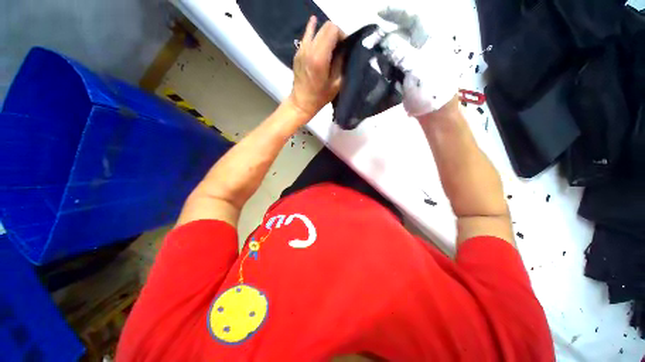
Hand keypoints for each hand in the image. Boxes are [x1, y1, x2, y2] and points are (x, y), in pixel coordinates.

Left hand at [288, 17, 343, 119]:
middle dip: (336, 34)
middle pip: (326, 27)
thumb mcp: (336, 83)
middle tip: (340, 48)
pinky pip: (307, 35)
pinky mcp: (298, 52)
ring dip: (326, 35)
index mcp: (319, 57)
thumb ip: (341, 62)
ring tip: (330, 46)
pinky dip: (314, 31)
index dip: (342, 35)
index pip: (333, 30)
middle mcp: (309, 49)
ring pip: (317, 29)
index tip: (345, 47)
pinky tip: (316, 26)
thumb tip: (344, 49)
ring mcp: (302, 49)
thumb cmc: (320, 97)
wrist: (301, 102)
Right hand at [378, 7, 458, 116]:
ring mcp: (414, 61)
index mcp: (430, 39)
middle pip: (402, 32)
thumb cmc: (432, 89)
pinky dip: (384, 62)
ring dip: (383, 49)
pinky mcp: (407, 74)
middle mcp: (422, 46)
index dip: (396, 12)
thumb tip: (385, 40)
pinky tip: (376, 65)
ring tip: (370, 51)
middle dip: (386, 32)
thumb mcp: (418, 67)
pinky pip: (394, 63)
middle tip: (370, 39)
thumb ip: (401, 51)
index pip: (413, 18)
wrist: (434, 112)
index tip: (378, 13)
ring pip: (397, 48)